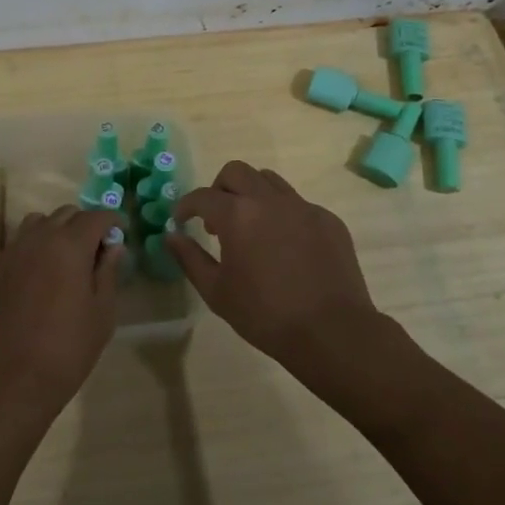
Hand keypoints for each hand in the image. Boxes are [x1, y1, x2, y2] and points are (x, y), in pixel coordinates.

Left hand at [0, 206, 124, 428]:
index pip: (96, 217)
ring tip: (68, 257)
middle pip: (67, 214)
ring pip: (40, 222)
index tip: (121, 234)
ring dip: (58, 229)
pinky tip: (44, 271)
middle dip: (86, 224)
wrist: (10, 381)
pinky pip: (21, 240)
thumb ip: (108, 273)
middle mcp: (40, 238)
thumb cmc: (66, 349)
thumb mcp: (101, 313)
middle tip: (98, 250)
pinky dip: (37, 243)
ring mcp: (14, 251)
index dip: (112, 221)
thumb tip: (114, 247)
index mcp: (70, 245)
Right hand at [168, 161, 383, 387]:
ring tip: (251, 226)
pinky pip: (298, 204)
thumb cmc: (265, 315)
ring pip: (269, 180)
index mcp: (238, 215)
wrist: (332, 331)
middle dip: (219, 189)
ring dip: (252, 194)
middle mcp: (269, 200)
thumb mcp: (217, 292)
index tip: (181, 219)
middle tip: (216, 218)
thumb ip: (190, 258)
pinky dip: (282, 214)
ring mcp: (303, 206)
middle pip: (236, 172)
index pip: (203, 196)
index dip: (186, 205)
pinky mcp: (328, 219)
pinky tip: (285, 246)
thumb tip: (171, 236)